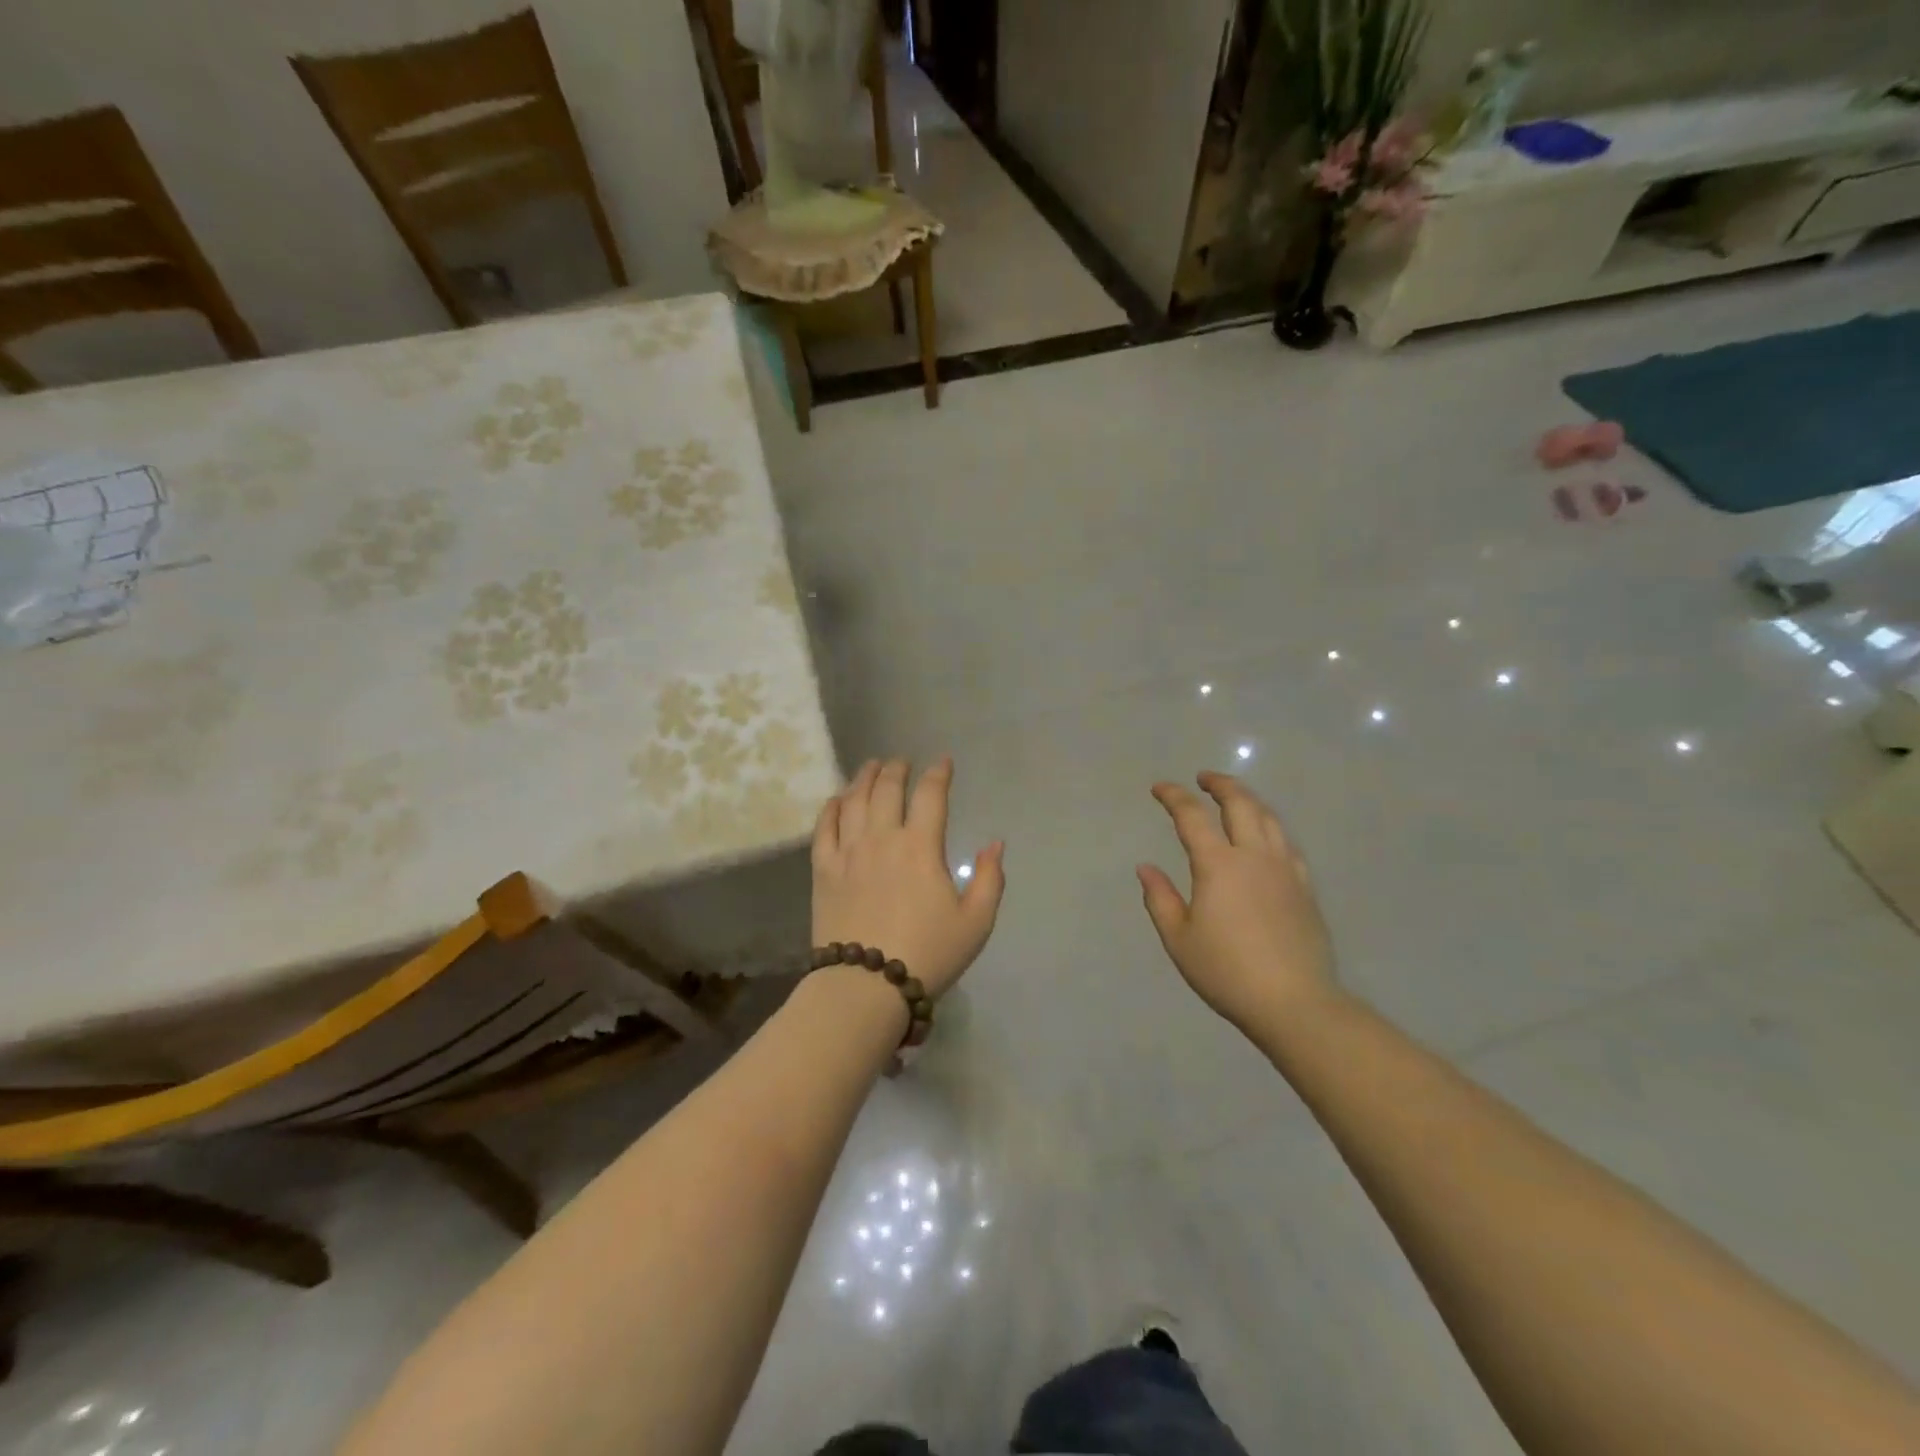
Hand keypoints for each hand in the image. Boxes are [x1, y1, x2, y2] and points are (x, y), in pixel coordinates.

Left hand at [812, 758, 1005, 998]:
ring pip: (854, 800)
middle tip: (902, 762)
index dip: (938, 774)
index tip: (943, 763)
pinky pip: (824, 828)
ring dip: (864, 778)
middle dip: (897, 769)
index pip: (930, 795)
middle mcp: (882, 838)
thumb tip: (995, 843)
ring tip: (871, 767)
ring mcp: (848, 852)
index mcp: (921, 847)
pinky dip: (831, 807)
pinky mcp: (823, 870)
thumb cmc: (928, 953)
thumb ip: (990, 879)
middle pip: (887, 789)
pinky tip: (837, 799)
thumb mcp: (976, 923)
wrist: (866, 986)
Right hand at [1138, 773, 1336, 1031]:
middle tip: (1203, 778)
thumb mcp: (1179, 939)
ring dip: (1248, 800)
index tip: (1159, 788)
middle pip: (1240, 803)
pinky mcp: (1305, 887)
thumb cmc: (1226, 972)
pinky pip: (1287, 843)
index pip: (1192, 816)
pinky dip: (1270, 828)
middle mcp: (1254, 856)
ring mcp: (1285, 869)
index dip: (1173, 796)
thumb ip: (1160, 899)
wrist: (1294, 1002)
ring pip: (1268, 818)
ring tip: (1234, 798)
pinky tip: (1265, 837)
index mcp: (1218, 865)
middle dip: (1220, 784)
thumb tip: (1145, 868)